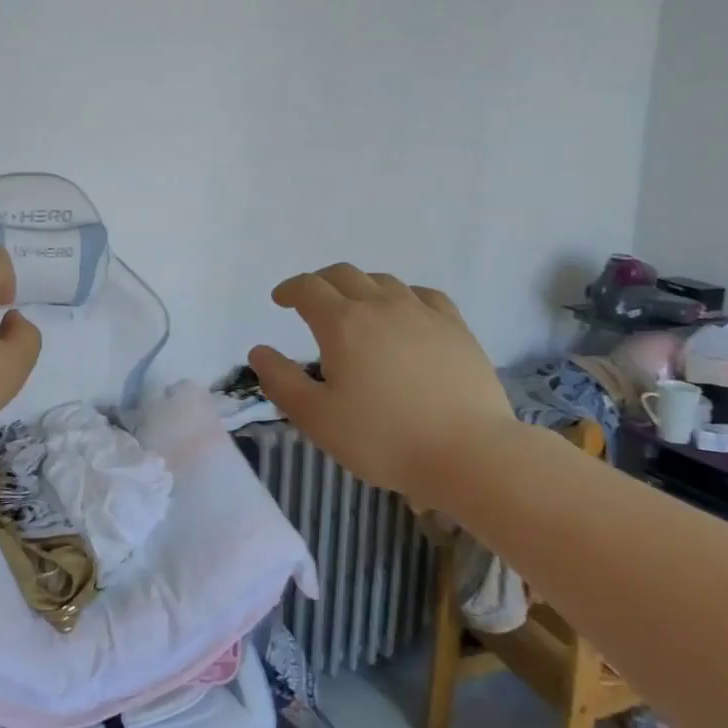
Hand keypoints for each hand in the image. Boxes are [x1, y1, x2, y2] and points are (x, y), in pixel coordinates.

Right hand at [249, 264, 514, 500]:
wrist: (468, 453)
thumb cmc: (383, 439)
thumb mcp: (317, 418)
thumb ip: (281, 381)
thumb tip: (259, 350)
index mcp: (342, 323)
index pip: (308, 288)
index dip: (289, 289)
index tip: (280, 299)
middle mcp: (380, 305)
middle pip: (344, 274)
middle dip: (321, 282)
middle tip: (312, 301)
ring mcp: (422, 312)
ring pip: (383, 281)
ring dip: (360, 286)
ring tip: (356, 308)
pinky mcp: (455, 327)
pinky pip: (423, 295)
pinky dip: (403, 296)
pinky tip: (405, 312)